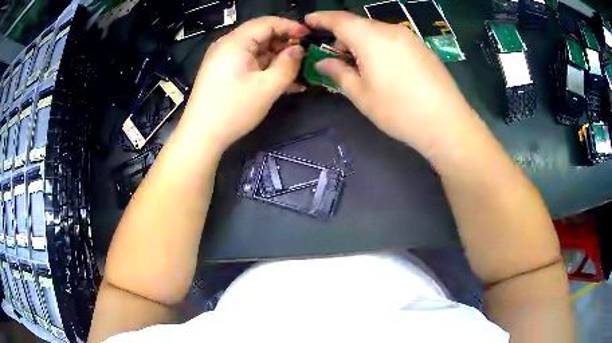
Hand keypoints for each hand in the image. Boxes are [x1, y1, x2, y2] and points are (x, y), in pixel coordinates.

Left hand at [180, 17, 308, 151]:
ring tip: (299, 74)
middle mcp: (228, 45)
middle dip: (285, 45)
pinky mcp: (224, 72)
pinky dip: (266, 69)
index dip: (290, 26)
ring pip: (258, 51)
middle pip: (262, 36)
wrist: (201, 136)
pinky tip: (283, 82)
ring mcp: (224, 59)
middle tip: (305, 58)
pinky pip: (249, 64)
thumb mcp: (268, 87)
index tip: (309, 36)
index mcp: (235, 42)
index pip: (267, 23)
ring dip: (278, 60)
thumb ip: (288, 64)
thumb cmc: (233, 110)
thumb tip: (299, 50)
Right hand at [305, 12, 475, 154]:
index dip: (321, 18)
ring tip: (361, 66)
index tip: (308, 21)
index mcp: (371, 38)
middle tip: (336, 57)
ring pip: (378, 32)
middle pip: (360, 25)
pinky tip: (385, 68)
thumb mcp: (361, 95)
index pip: (339, 19)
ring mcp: (410, 38)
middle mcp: (391, 30)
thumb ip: (339, 73)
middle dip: (343, 36)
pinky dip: (381, 46)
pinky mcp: (423, 48)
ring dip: (363, 42)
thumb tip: (323, 62)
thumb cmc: (398, 110)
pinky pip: (394, 40)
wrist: (446, 123)